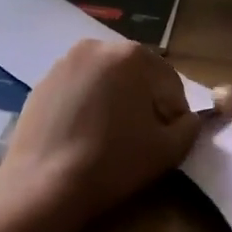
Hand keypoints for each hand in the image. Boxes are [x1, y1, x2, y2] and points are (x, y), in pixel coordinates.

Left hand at [0, 40, 201, 214]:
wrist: (44, 184)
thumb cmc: (112, 162)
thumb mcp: (169, 150)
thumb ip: (189, 127)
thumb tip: (186, 119)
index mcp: (133, 55)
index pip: (170, 84)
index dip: (174, 115)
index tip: (164, 141)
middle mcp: (97, 47)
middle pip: (137, 76)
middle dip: (143, 102)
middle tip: (137, 139)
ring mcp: (64, 62)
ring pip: (106, 81)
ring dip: (114, 102)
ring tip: (107, 138)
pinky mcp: (42, 82)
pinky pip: (78, 90)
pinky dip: (87, 106)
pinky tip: (82, 135)